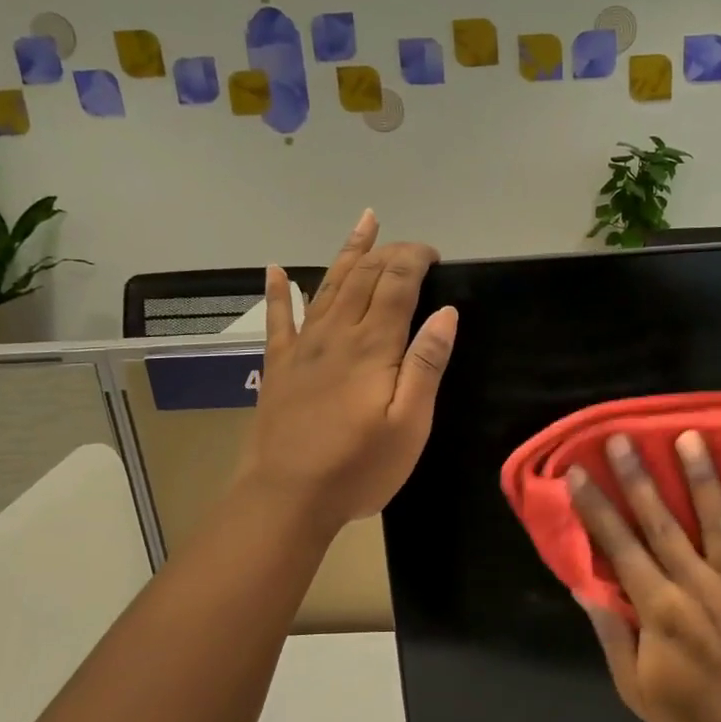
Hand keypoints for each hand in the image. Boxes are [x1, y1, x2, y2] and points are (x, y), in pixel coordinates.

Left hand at [236, 210, 456, 533]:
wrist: (286, 497)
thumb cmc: (358, 468)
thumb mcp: (410, 425)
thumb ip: (426, 365)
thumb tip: (445, 314)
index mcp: (373, 347)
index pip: (397, 284)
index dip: (415, 260)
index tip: (434, 254)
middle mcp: (336, 335)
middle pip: (363, 277)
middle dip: (389, 252)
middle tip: (411, 245)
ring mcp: (303, 348)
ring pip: (327, 286)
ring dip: (348, 254)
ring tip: (363, 224)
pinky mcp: (279, 367)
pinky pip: (279, 319)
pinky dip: (278, 292)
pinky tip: (275, 270)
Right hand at [569, 430, 720, 721]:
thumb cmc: (688, 714)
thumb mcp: (632, 686)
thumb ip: (611, 634)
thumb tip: (585, 589)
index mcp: (659, 609)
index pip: (620, 548)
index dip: (596, 509)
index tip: (579, 473)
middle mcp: (697, 586)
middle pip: (662, 524)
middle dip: (639, 479)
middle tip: (623, 439)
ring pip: (718, 523)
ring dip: (704, 479)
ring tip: (693, 437)